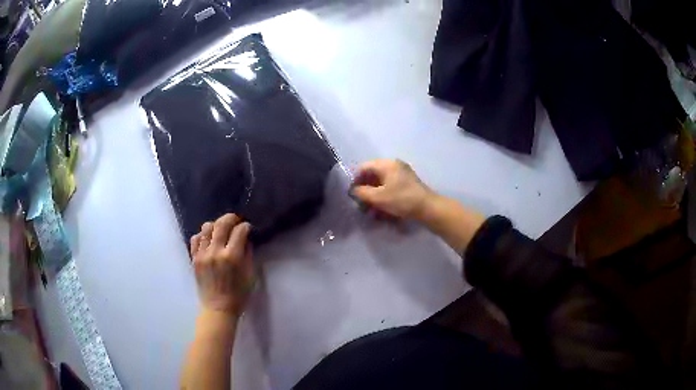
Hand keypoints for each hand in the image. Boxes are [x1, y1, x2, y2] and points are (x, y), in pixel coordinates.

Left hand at [190, 214, 253, 317]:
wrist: (218, 309)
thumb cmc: (238, 295)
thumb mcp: (250, 275)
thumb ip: (248, 254)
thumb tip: (246, 238)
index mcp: (232, 257)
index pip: (239, 231)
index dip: (246, 227)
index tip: (248, 228)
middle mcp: (215, 252)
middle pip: (221, 223)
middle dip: (231, 218)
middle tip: (236, 221)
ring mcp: (202, 254)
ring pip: (206, 227)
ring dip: (216, 225)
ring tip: (221, 231)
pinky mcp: (194, 258)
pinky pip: (196, 238)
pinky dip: (203, 235)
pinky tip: (209, 240)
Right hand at [352, 159, 484, 252]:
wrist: (428, 208)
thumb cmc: (401, 200)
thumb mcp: (378, 197)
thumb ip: (362, 192)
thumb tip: (354, 190)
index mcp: (387, 164)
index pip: (364, 167)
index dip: (355, 179)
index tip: (352, 194)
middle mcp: (394, 165)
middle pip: (373, 175)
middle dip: (365, 190)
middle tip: (361, 204)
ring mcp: (402, 174)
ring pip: (382, 183)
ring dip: (374, 196)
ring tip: (371, 211)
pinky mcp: (408, 184)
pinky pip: (391, 188)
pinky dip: (384, 197)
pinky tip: (382, 210)